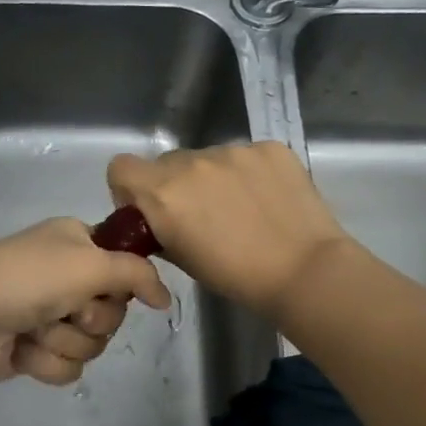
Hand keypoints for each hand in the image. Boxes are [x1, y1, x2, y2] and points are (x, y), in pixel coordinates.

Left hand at [0, 218, 171, 386]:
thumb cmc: (27, 279)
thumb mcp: (90, 263)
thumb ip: (137, 274)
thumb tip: (166, 298)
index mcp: (78, 244)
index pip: (126, 267)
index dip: (121, 284)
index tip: (107, 288)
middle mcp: (68, 277)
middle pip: (113, 312)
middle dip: (90, 318)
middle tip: (65, 308)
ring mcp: (51, 315)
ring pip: (93, 343)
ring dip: (65, 341)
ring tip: (35, 329)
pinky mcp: (37, 350)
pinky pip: (69, 367)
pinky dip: (47, 362)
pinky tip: (22, 350)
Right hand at [107, 142, 351, 319]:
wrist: (304, 271)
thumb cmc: (236, 277)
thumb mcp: (182, 260)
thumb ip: (160, 229)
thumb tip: (158, 219)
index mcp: (163, 193)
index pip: (121, 167)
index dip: (129, 187)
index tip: (149, 209)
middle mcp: (192, 162)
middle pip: (167, 163)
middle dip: (176, 185)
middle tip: (202, 215)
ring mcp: (233, 150)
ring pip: (208, 158)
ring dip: (213, 178)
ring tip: (242, 209)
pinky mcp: (269, 148)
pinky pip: (245, 155)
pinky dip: (249, 173)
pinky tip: (267, 199)